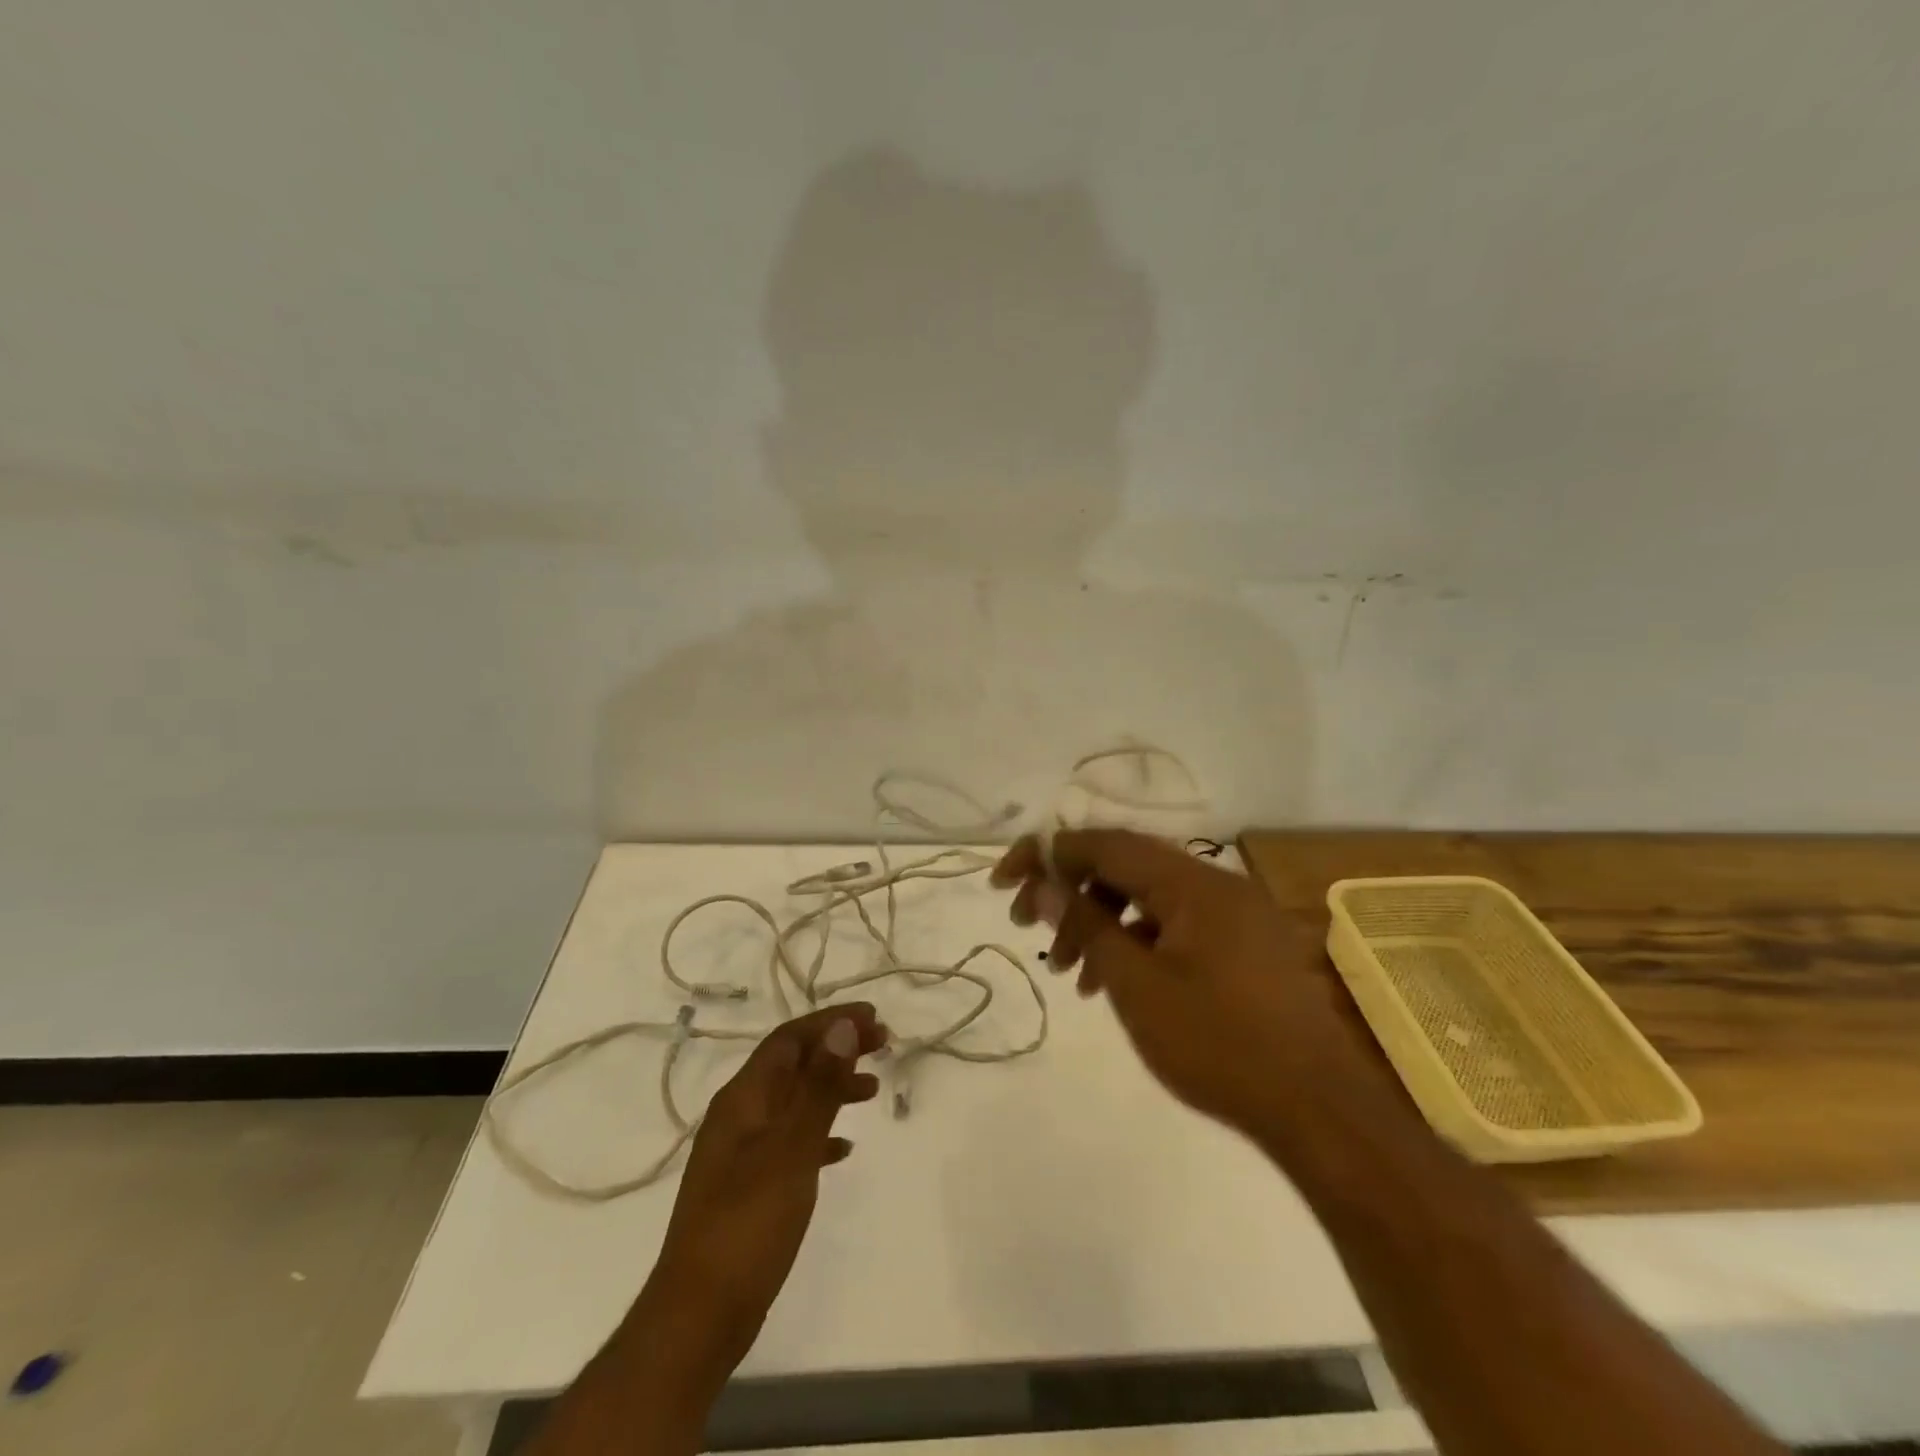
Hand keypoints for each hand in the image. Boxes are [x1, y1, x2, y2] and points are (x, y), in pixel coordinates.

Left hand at [646, 1003, 886, 1375]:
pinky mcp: (750, 1186)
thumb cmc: (748, 1224)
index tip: (873, 1018)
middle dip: (835, 1048)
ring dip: (831, 1087)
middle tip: (883, 1044)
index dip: (831, 1022)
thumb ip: (819, 1088)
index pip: (789, 1039)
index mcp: (743, 1098)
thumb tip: (842, 1027)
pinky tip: (844, 1149)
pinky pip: (792, 1140)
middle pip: (793, 1064)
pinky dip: (820, 1133)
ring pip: (794, 1100)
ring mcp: (742, 1152)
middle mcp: (739, 1115)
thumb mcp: (792, 1149)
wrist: (699, 1316)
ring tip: (872, 1090)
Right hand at [992, 830, 1383, 1138]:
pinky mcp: (1243, 944)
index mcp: (1192, 882)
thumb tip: (1043, 884)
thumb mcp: (1137, 986)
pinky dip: (1136, 942)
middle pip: (1125, 867)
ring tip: (1066, 972)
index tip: (1005, 879)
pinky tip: (1113, 982)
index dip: (1049, 854)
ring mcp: (1234, 913)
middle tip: (1028, 928)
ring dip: (1100, 922)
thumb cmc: (1219, 1045)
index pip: (1105, 844)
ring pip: (1148, 898)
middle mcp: (1215, 883)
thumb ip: (1086, 926)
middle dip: (1071, 893)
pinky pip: (1175, 924)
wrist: (1319, 1111)